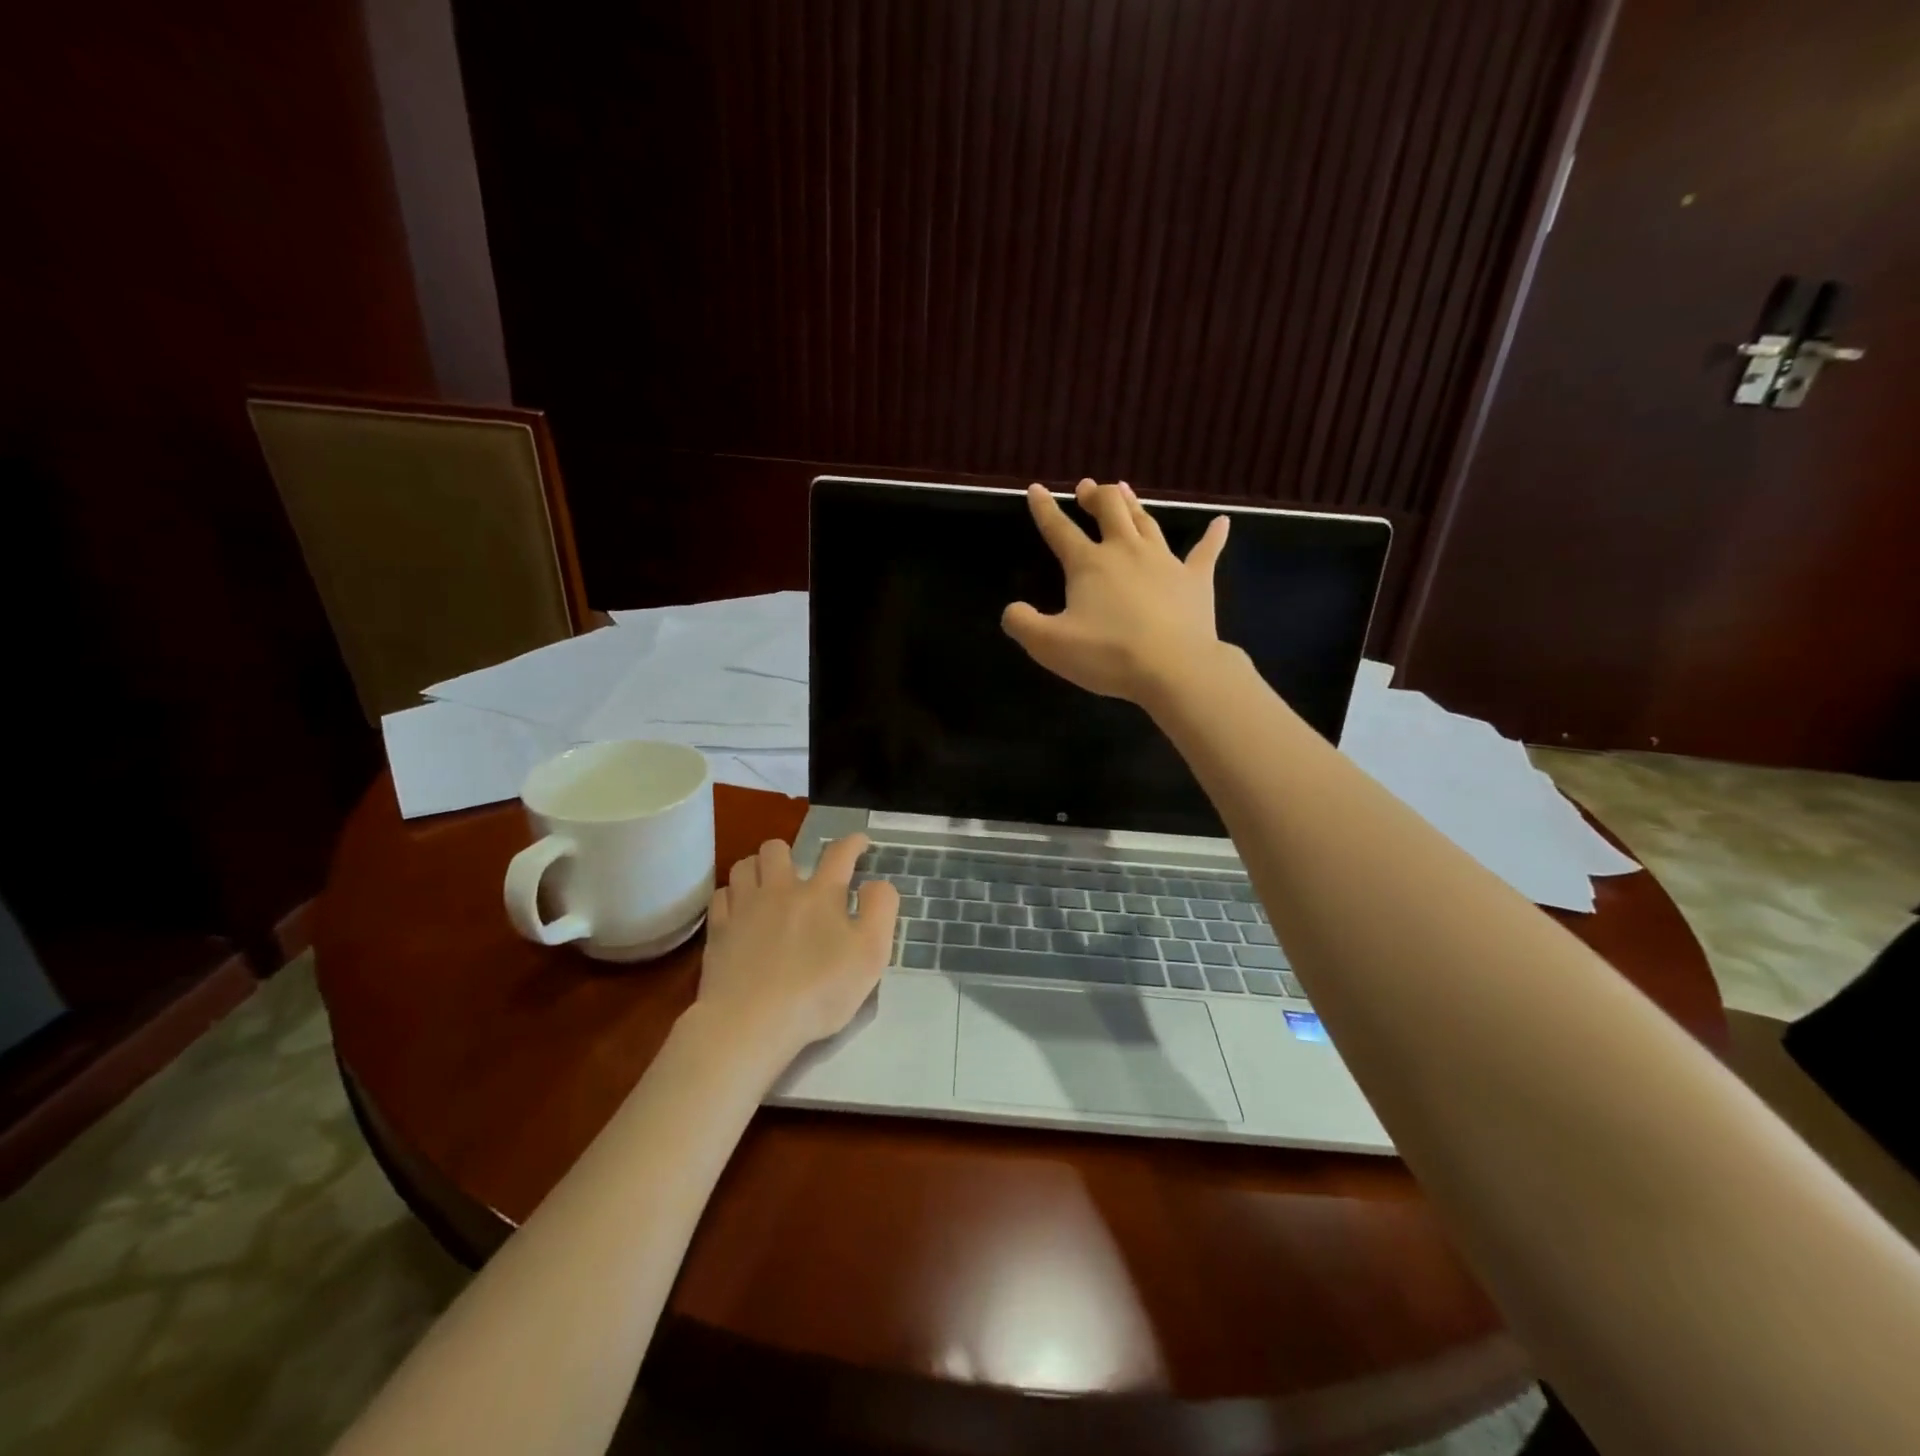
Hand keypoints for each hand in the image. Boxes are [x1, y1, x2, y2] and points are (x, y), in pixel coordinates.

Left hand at [695, 834, 898, 1066]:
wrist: (751, 1023)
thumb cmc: (819, 991)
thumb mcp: (871, 954)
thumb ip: (880, 910)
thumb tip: (875, 883)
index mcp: (820, 894)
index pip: (839, 854)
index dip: (852, 843)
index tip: (860, 842)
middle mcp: (780, 890)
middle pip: (777, 848)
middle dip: (790, 852)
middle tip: (799, 873)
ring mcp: (744, 909)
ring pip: (744, 866)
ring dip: (757, 868)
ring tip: (766, 885)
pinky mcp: (718, 931)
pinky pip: (721, 896)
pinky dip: (732, 896)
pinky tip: (739, 911)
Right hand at [1002, 479, 1230, 703]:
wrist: (1173, 669)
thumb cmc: (1107, 654)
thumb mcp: (1049, 645)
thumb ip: (1022, 624)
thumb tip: (1011, 610)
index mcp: (1089, 564)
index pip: (1060, 529)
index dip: (1045, 509)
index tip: (1037, 489)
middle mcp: (1126, 551)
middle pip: (1110, 510)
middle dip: (1095, 496)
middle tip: (1087, 489)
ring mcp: (1164, 562)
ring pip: (1147, 521)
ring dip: (1133, 504)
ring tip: (1124, 490)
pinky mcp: (1196, 580)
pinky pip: (1205, 552)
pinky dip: (1213, 536)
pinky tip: (1222, 522)